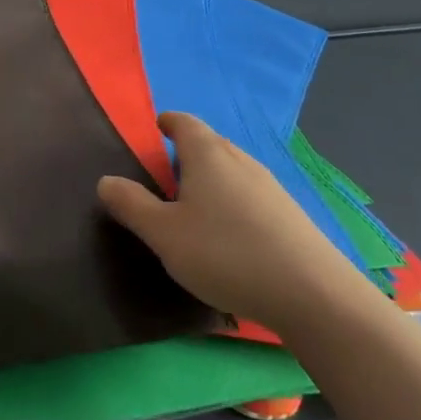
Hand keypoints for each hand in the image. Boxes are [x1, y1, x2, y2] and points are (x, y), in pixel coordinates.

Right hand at [98, 111, 372, 333]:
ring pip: (231, 172)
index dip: (166, 123)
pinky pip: (250, 196)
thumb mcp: (163, 233)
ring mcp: (271, 188)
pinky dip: (231, 204)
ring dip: (209, 181)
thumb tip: (106, 181)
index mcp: (208, 155)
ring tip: (191, 211)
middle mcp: (241, 161)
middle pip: (209, 144)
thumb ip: (130, 204)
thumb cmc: (225, 254)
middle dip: (184, 155)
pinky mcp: (290, 216)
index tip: (153, 132)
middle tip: (162, 179)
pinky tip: (227, 238)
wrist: (314, 297)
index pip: (183, 122)